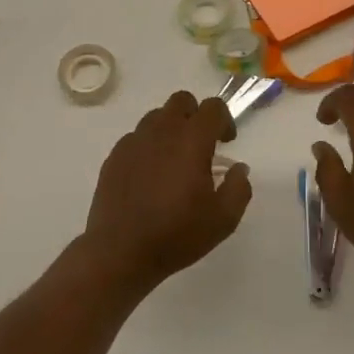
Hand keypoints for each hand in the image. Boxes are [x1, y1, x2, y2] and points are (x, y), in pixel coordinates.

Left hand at [82, 91, 251, 295]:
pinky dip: (148, 146)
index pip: (213, 107)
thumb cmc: (177, 234)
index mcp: (191, 140)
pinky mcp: (114, 156)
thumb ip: (239, 188)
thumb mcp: (223, 219)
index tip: (227, 142)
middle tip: (201, 145)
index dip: (225, 120)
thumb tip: (238, 168)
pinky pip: (136, 137)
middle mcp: (162, 131)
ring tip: (174, 160)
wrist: (120, 252)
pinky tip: (150, 175)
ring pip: (156, 117)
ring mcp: (134, 141)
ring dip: (171, 128)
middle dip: (196, 115)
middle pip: (181, 101)